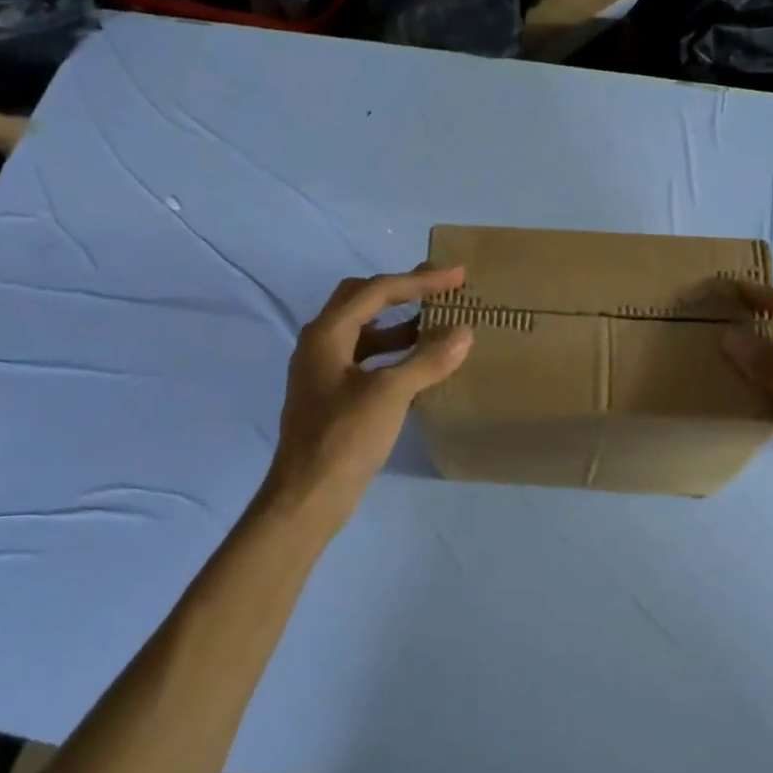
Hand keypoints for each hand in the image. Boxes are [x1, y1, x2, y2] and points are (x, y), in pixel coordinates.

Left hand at [260, 265, 473, 526]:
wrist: (308, 496)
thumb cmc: (345, 438)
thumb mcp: (391, 394)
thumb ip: (428, 359)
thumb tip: (463, 332)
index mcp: (327, 333)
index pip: (377, 291)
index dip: (419, 281)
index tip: (456, 275)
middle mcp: (320, 343)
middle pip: (362, 301)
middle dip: (402, 291)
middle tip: (439, 288)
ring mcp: (322, 370)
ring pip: (364, 331)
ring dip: (398, 323)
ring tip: (436, 323)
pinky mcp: (331, 395)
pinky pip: (365, 358)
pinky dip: (392, 352)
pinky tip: (418, 364)